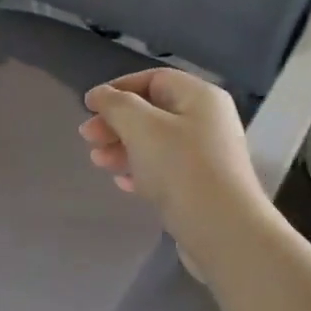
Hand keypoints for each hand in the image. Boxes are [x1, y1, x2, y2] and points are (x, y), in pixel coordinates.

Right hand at [78, 67, 270, 254]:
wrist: (222, 231)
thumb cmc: (180, 168)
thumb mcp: (141, 127)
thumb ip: (116, 105)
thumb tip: (99, 94)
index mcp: (199, 97)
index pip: (154, 79)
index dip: (119, 88)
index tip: (89, 106)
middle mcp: (207, 121)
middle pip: (153, 112)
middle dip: (116, 122)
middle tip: (87, 138)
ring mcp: (207, 156)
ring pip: (156, 143)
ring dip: (123, 148)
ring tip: (98, 162)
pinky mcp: (201, 187)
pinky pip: (165, 170)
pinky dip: (141, 171)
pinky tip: (123, 183)